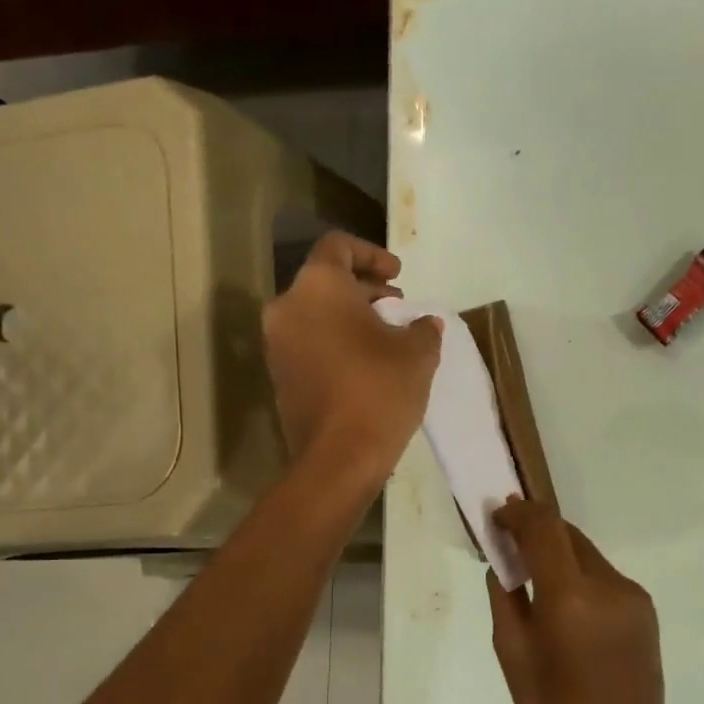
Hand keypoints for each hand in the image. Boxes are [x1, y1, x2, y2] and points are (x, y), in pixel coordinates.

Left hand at [262, 233, 441, 482]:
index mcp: (318, 286)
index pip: (339, 246)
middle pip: (325, 281)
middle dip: (363, 289)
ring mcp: (277, 344)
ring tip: (385, 336)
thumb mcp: (417, 353)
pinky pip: (307, 343)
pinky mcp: (278, 376)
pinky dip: (334, 342)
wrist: (338, 457)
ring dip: (349, 317)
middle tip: (396, 307)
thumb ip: (423, 328)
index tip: (398, 276)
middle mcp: (288, 306)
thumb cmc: (379, 390)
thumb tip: (426, 323)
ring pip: (314, 314)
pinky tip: (365, 364)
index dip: (372, 254)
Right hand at [486, 499, 674, 703]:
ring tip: (535, 580)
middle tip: (509, 544)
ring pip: (587, 556)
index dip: (518, 513)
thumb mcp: (512, 655)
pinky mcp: (646, 612)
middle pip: (568, 535)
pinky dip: (580, 578)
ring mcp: (633, 597)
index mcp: (570, 596)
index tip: (498, 515)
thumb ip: (505, 598)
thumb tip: (504, 564)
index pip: (543, 527)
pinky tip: (566, 608)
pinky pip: (604, 579)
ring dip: (559, 556)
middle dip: (537, 532)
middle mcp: (608, 584)